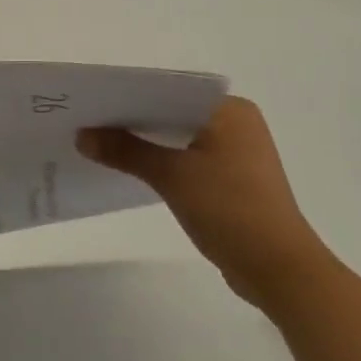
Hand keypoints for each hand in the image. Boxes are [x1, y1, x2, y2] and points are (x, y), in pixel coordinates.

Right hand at [78, 98, 335, 311]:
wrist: (278, 269)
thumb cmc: (229, 209)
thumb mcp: (171, 176)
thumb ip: (125, 151)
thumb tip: (82, 135)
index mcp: (229, 110)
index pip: (170, 91)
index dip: (130, 96)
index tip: (92, 102)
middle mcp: (236, 123)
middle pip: (172, 113)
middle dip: (133, 120)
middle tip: (88, 121)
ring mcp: (237, 153)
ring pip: (179, 137)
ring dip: (146, 142)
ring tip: (101, 143)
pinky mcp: (233, 179)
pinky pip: (188, 158)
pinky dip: (163, 161)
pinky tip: (132, 168)